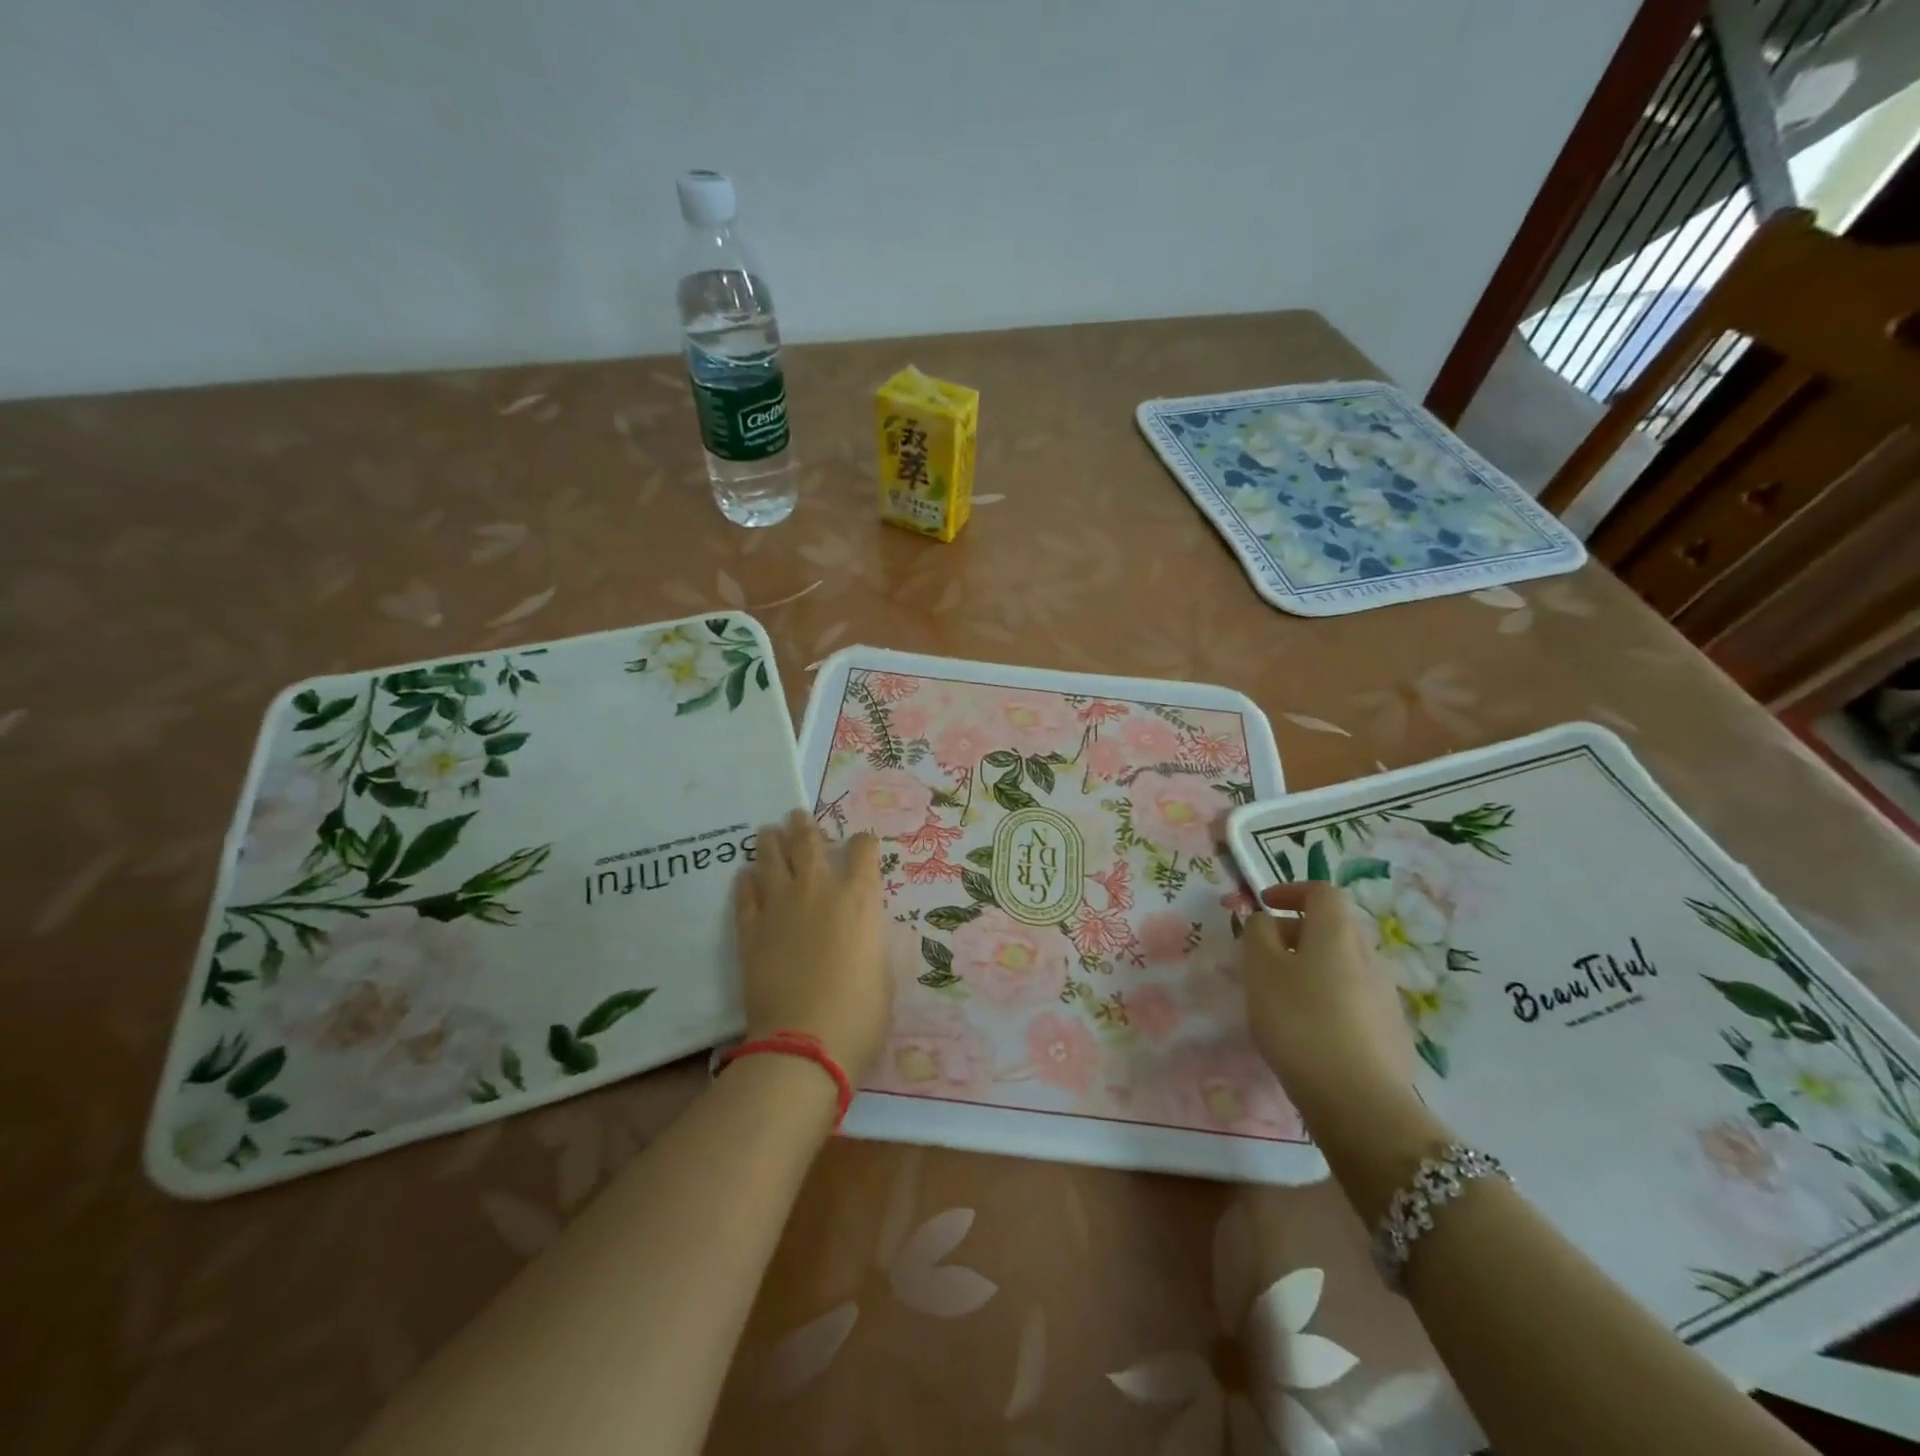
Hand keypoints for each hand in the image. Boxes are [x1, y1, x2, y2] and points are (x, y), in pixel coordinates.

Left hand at [733, 811, 893, 1082]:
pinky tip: (745, 876)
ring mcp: (779, 906)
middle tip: (797, 817)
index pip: (862, 848)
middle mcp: (819, 890)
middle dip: (805, 826)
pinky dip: (746, 882)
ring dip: (771, 842)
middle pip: (808, 841)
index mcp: (860, 897)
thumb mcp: (885, 970)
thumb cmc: (861, 1013)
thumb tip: (866, 928)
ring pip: (771, 858)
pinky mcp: (749, 930)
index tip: (860, 848)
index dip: (862, 844)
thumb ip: (874, 938)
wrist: (805, 1044)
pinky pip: (745, 894)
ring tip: (768, 832)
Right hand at [1240, 880, 1415, 1119]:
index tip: (1263, 905)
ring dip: (1310, 966)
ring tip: (1280, 995)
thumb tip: (1267, 920)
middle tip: (1262, 954)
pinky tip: (1308, 1029)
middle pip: (1332, 927)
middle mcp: (1369, 955)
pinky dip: (1326, 997)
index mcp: (1337, 932)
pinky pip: (1352, 997)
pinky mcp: (1391, 1031)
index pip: (1321, 891)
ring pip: (1342, 964)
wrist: (1359, 1101)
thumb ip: (1258, 933)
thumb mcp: (1260, 969)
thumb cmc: (1299, 1021)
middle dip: (1295, 931)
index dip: (1290, 890)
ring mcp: (1385, 995)